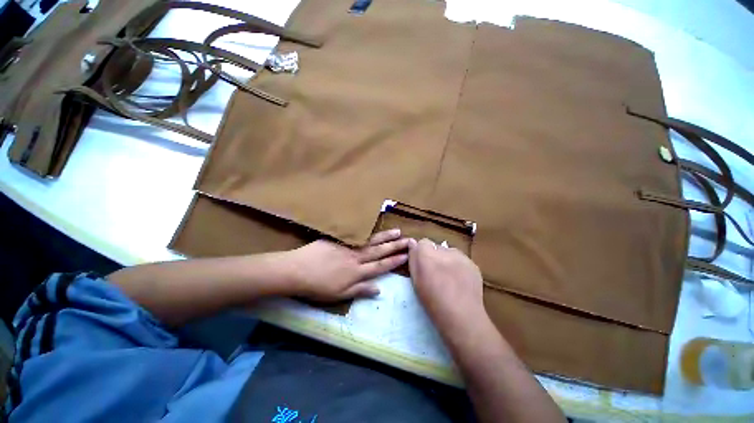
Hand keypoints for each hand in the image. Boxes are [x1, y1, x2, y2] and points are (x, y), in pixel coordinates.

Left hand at [285, 229, 414, 301]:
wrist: (297, 270)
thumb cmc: (318, 287)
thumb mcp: (340, 295)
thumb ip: (360, 290)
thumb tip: (379, 289)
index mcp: (357, 272)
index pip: (380, 266)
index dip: (394, 261)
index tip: (407, 255)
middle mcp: (355, 258)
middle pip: (378, 251)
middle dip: (394, 246)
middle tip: (409, 239)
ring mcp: (345, 246)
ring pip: (369, 241)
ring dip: (384, 236)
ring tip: (396, 231)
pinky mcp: (335, 240)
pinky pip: (354, 235)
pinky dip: (365, 232)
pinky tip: (370, 228)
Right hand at [408, 238, 485, 337]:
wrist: (461, 314)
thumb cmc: (433, 304)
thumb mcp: (416, 283)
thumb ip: (414, 261)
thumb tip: (413, 244)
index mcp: (427, 255)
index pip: (422, 243)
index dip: (421, 254)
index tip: (422, 268)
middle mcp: (446, 251)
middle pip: (437, 248)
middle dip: (435, 257)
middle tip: (436, 276)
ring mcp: (462, 257)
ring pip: (452, 253)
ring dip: (448, 262)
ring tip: (449, 281)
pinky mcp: (474, 264)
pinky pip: (463, 262)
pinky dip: (460, 268)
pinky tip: (461, 284)